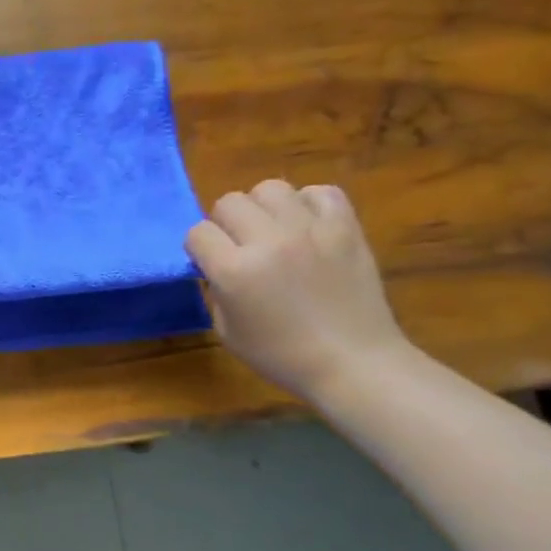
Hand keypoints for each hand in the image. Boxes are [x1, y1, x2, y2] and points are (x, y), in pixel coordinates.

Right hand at [185, 180, 411, 403]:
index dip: (199, 248)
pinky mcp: (345, 227)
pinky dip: (308, 203)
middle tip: (240, 246)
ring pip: (270, 188)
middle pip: (229, 202)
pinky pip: (320, 192)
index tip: (209, 263)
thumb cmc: (281, 355)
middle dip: (226, 223)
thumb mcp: (226, 330)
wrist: (352, 362)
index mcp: (234, 271)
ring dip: (264, 208)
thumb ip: (216, 289)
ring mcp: (310, 230)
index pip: (197, 232)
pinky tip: (307, 226)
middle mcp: (268, 241)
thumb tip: (216, 265)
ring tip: (273, 230)